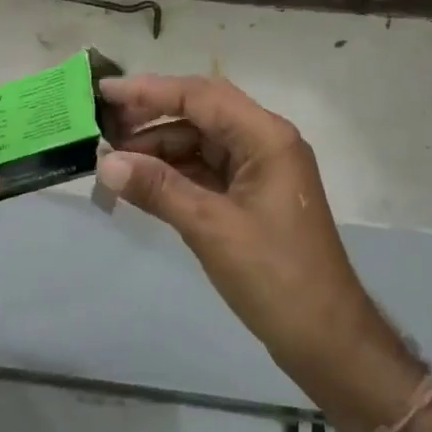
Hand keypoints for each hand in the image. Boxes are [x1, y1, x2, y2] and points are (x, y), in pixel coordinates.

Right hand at [96, 75, 415, 411]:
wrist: (327, 340)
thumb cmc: (275, 276)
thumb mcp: (211, 228)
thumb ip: (158, 188)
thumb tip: (105, 162)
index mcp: (266, 136)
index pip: (200, 95)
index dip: (150, 90)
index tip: (106, 91)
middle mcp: (264, 141)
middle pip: (201, 112)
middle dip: (152, 116)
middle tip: (104, 125)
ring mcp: (259, 168)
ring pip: (200, 141)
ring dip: (159, 147)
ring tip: (113, 160)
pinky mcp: (251, 195)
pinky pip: (205, 169)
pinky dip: (173, 172)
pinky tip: (141, 182)